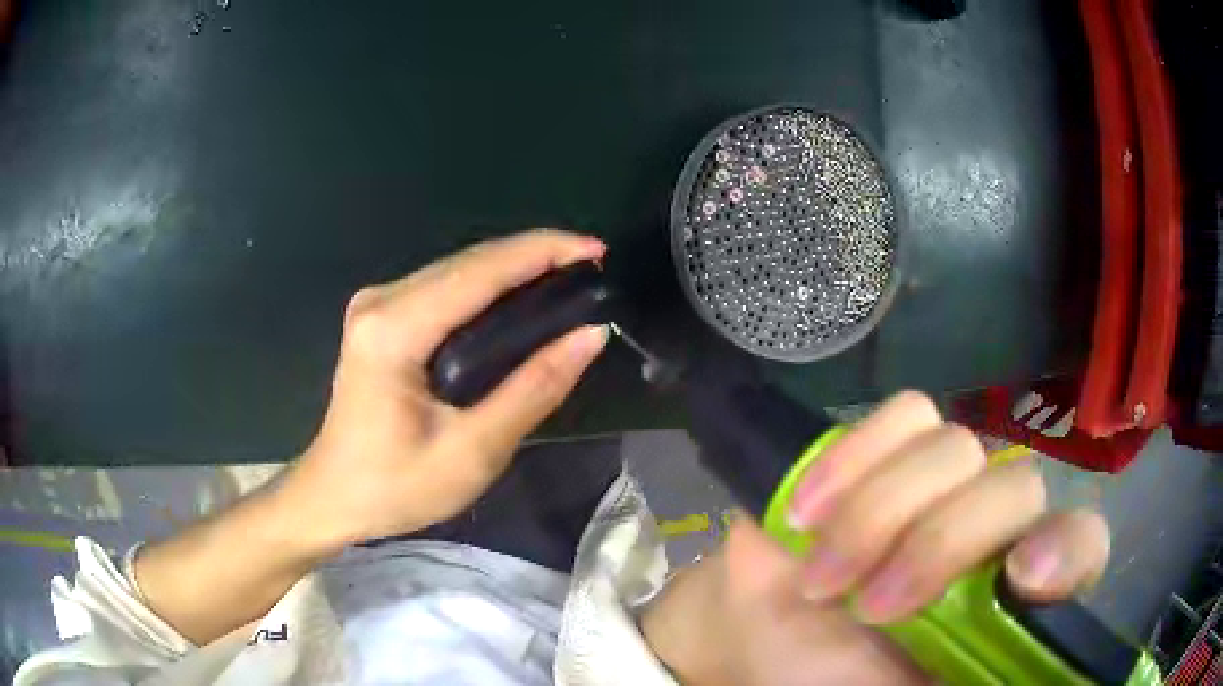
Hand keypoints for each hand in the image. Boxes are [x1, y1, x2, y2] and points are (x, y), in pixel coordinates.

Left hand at [283, 229, 609, 549]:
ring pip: (458, 270)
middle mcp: (381, 301)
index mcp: (395, 329)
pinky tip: (520, 298)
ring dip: (514, 269)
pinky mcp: (380, 318)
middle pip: (469, 261)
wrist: (333, 497)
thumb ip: (533, 389)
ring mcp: (376, 306)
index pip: (480, 271)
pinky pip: (444, 288)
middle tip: (592, 268)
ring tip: (569, 278)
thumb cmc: (395, 487)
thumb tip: (589, 335)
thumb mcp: (472, 450)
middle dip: (534, 255)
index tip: (597, 249)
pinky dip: (488, 287)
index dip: (543, 251)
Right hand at [643, 391, 1109, 684]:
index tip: (1020, 577)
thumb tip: (1001, 661)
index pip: (1080, 544)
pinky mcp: (889, 452)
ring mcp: (943, 485)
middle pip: (1015, 485)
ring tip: (820, 578)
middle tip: (868, 608)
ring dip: (876, 514)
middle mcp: (992, 532)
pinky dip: (850, 460)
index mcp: (1008, 598)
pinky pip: (901, 416)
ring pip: (953, 446)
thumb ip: (961, 676)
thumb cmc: (834, 685)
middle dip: (937, 544)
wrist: (766, 645)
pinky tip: (808, 513)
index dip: (1064, 548)